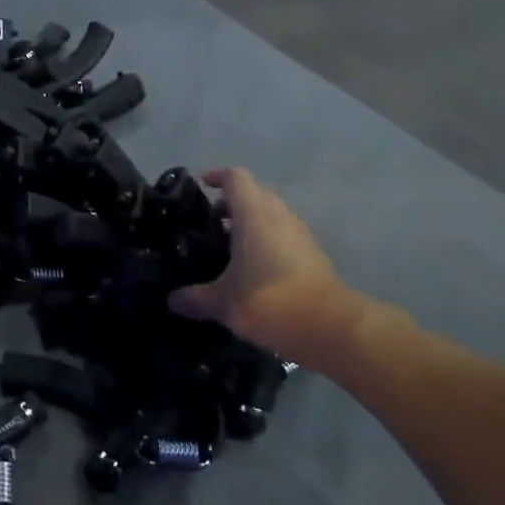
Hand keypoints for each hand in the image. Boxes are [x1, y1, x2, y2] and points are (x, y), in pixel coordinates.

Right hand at [170, 168, 369, 368]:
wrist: (332, 328)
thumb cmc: (270, 301)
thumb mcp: (223, 303)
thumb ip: (194, 298)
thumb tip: (171, 300)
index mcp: (254, 215)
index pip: (235, 177)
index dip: (216, 177)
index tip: (200, 187)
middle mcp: (278, 216)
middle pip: (254, 193)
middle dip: (230, 204)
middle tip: (208, 224)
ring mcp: (299, 234)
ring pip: (270, 215)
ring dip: (249, 224)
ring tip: (226, 249)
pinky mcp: (312, 254)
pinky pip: (282, 235)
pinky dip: (265, 242)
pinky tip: (251, 271)